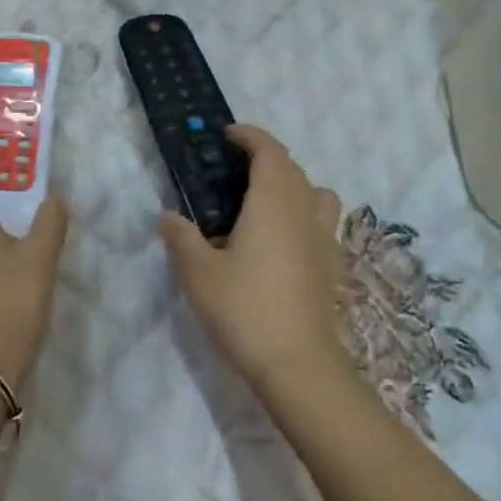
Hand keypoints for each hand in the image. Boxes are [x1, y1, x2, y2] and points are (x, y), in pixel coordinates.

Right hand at [158, 125, 345, 390]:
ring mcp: (325, 239)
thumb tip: (167, 216)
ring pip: (315, 194)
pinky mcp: (333, 266)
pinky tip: (279, 243)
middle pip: (293, 169)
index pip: (269, 151)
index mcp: (274, 202)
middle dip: (266, 158)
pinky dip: (302, 216)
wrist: (299, 366)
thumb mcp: (198, 272)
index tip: (226, 134)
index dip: (249, 136)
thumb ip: (180, 237)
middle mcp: (305, 211)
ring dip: (292, 185)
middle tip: (233, 169)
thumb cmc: (245, 309)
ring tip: (262, 203)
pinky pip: (320, 223)